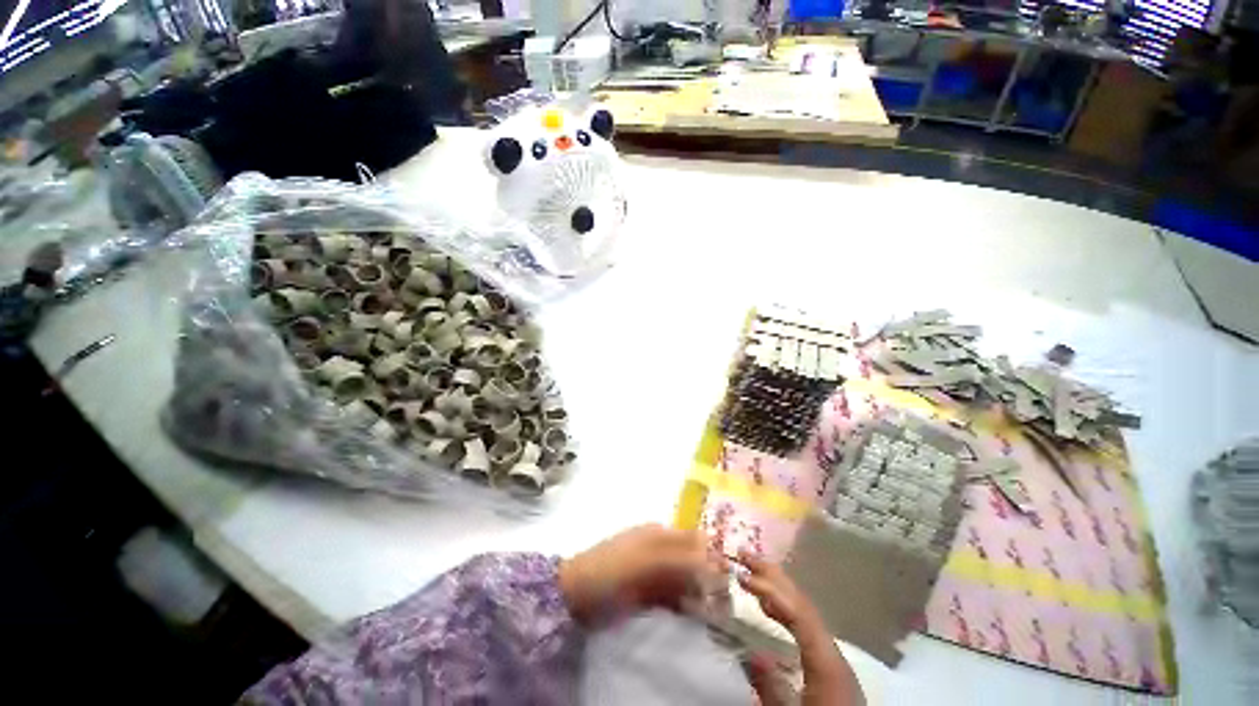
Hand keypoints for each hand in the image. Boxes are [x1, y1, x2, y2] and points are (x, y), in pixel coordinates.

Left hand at [558, 524, 725, 625]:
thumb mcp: (646, 560)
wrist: (576, 594)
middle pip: (691, 560)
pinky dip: (684, 605)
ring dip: (698, 594)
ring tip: (711, 612)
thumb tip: (714, 560)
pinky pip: (673, 597)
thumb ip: (680, 559)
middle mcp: (660, 549)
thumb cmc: (612, 568)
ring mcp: (653, 572)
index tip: (727, 579)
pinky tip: (692, 615)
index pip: (694, 539)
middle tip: (721, 601)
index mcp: (659, 534)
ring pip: (684, 580)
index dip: (711, 555)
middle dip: (707, 577)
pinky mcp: (647, 593)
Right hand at [737, 550, 862, 705]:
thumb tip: (751, 654)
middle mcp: (831, 648)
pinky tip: (769, 605)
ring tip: (752, 569)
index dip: (771, 591)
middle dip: (773, 576)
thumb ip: (772, 687)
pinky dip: (784, 607)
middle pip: (801, 603)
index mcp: (826, 659)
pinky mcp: (827, 660)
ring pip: (803, 610)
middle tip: (745, 554)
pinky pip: (804, 624)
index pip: (798, 613)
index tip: (743, 576)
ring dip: (777, 587)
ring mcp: (830, 652)